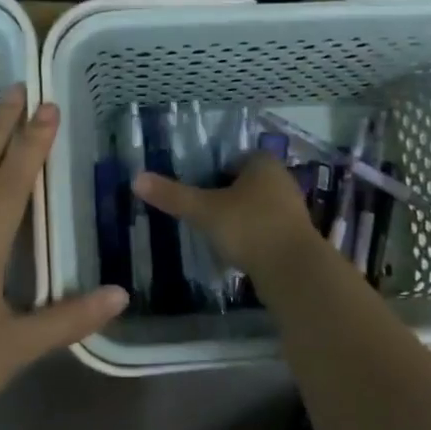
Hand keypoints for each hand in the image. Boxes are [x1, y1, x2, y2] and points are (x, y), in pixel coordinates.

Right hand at [133, 153, 320, 278]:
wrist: (292, 270)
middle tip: (200, 211)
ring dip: (239, 217)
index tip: (196, 189)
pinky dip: (251, 237)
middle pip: (246, 183)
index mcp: (263, 164)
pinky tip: (235, 251)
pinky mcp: (294, 237)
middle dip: (226, 195)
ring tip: (214, 233)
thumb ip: (173, 195)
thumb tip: (136, 179)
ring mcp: (291, 210)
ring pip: (257, 207)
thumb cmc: (248, 227)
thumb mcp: (204, 210)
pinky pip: (266, 230)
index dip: (214, 172)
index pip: (235, 159)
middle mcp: (281, 181)